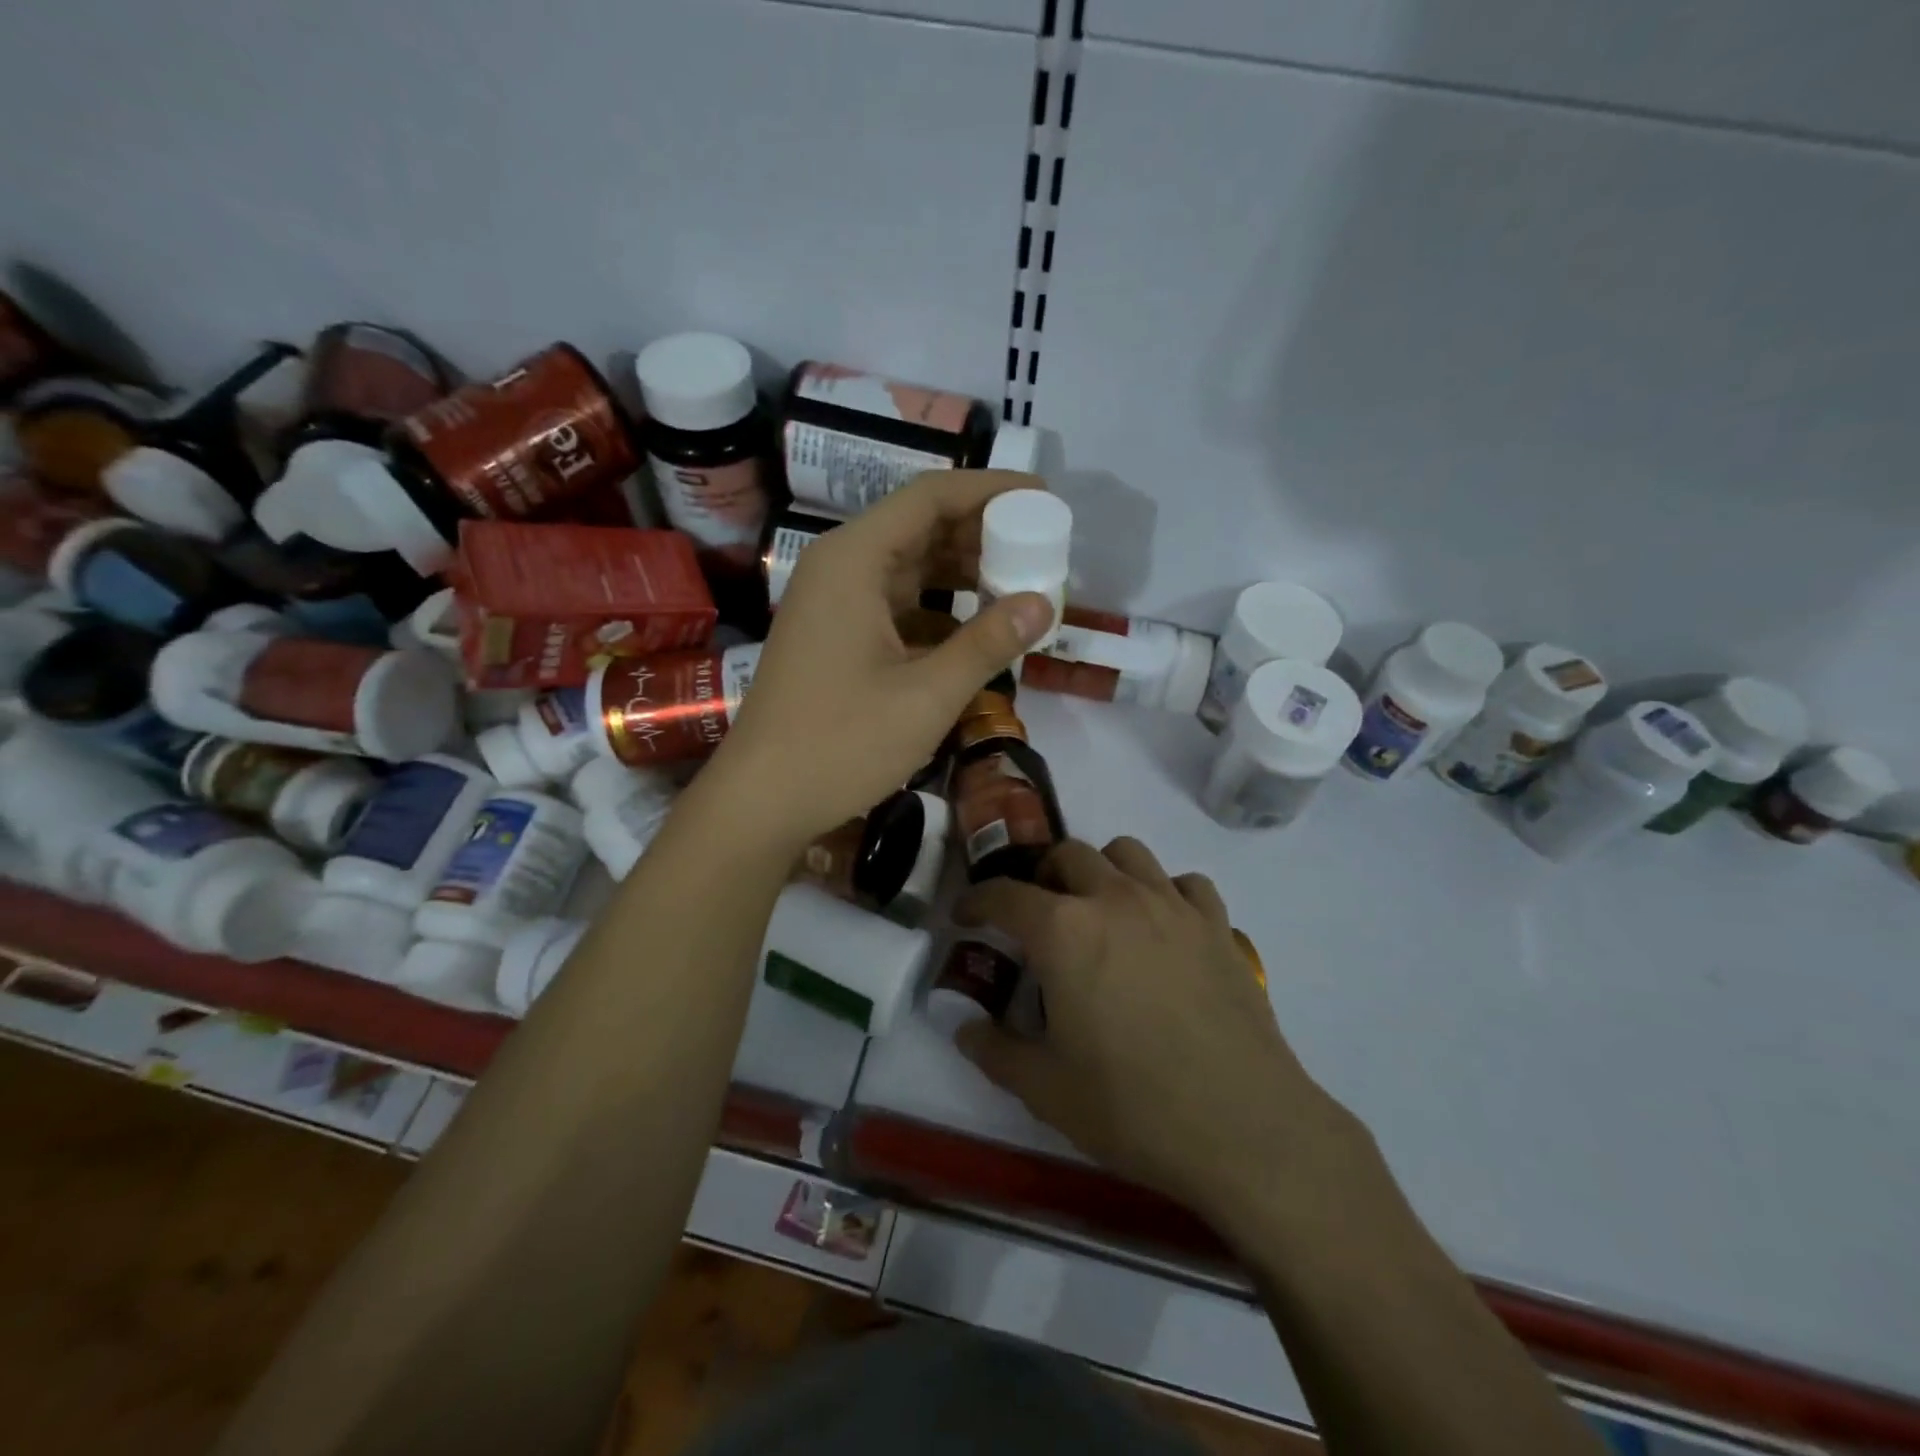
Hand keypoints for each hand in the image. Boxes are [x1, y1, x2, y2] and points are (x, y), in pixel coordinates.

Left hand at [711, 470, 1054, 845]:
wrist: (762, 799)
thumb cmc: (841, 743)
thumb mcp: (927, 695)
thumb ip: (988, 643)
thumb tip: (1044, 603)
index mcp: (854, 560)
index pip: (930, 497)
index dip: (990, 491)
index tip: (1044, 498)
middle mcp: (839, 567)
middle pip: (919, 527)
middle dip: (982, 533)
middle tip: (1042, 548)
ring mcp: (833, 603)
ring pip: (909, 567)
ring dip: (963, 573)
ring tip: (1021, 584)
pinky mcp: (835, 635)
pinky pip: (896, 603)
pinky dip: (938, 608)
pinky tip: (977, 629)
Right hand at [954, 837, 1367, 1230]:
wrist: (1245, 1129)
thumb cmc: (1132, 1107)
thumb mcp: (1046, 1089)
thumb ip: (996, 1051)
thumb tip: (965, 1029)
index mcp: (1063, 931)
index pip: (1004, 894)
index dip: (977, 900)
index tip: (966, 915)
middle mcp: (1114, 899)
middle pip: (1067, 854)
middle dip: (1043, 877)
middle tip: (1039, 917)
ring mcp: (1171, 906)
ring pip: (1127, 852)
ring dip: (1102, 870)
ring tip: (1100, 911)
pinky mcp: (1217, 925)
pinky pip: (1185, 883)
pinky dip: (1166, 892)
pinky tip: (1164, 928)